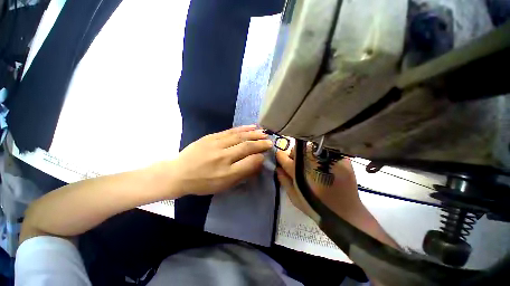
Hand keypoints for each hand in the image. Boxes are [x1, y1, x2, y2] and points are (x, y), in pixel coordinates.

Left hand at [172, 125, 272, 195]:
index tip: (266, 154)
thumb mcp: (224, 186)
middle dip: (261, 144)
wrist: (178, 173)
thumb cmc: (203, 183)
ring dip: (254, 134)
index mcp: (226, 173)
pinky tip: (251, 127)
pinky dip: (243, 128)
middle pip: (246, 147)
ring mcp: (216, 145)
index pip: (250, 162)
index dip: (260, 157)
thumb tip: (257, 162)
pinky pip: (230, 131)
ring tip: (264, 133)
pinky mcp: (211, 137)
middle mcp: (223, 157)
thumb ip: (242, 174)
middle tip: (270, 142)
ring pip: (240, 136)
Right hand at [275, 145, 363, 220]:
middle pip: (296, 149)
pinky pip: (324, 150)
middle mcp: (310, 160)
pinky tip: (323, 164)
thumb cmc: (316, 206)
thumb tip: (277, 168)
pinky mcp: (338, 158)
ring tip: (311, 164)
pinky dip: (320, 154)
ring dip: (306, 154)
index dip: (280, 157)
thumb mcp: (294, 197)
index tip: (281, 158)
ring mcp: (325, 158)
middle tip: (298, 164)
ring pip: (309, 148)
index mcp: (297, 170)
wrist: (344, 212)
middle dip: (294, 155)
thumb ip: (284, 181)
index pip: (283, 157)